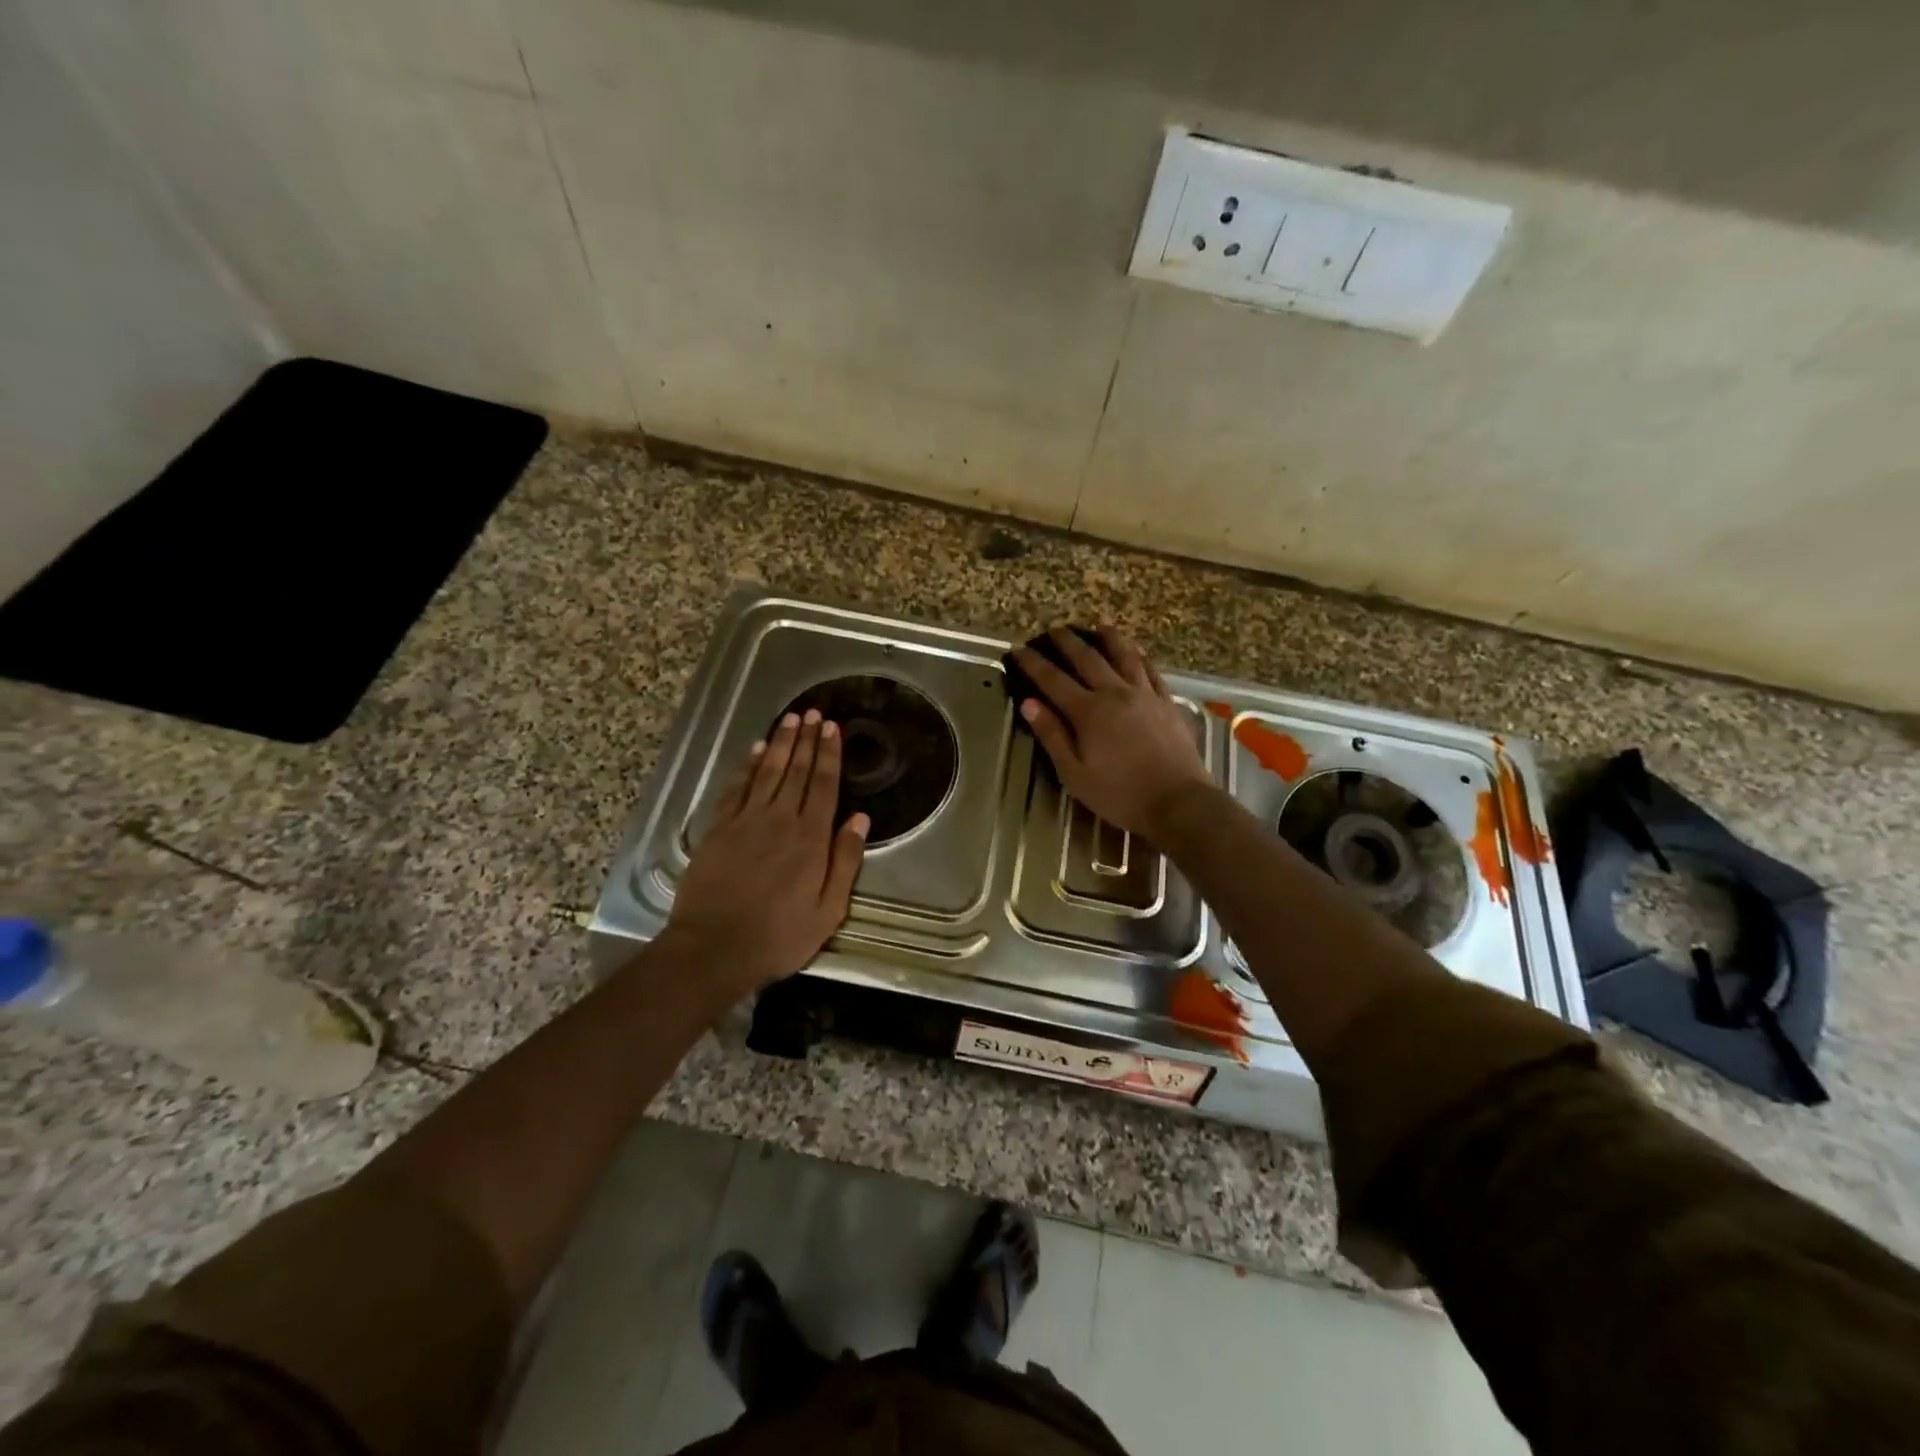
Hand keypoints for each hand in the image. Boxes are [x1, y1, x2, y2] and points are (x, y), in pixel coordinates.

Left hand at [666, 711, 867, 1000]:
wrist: (713, 948)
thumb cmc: (779, 936)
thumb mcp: (828, 910)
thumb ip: (846, 861)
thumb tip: (861, 819)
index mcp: (811, 839)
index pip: (824, 785)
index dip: (829, 755)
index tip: (833, 728)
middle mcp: (780, 821)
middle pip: (796, 771)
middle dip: (807, 740)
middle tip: (814, 712)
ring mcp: (746, 822)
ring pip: (767, 772)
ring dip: (780, 744)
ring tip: (790, 719)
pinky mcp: (718, 829)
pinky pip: (736, 789)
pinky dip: (746, 767)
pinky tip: (754, 751)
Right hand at [1011, 626, 1212, 838]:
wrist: (1178, 802)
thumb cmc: (1120, 794)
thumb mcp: (1075, 773)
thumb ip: (1052, 735)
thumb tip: (1029, 703)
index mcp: (1088, 712)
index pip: (1053, 680)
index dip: (1033, 664)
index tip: (1018, 650)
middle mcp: (1115, 693)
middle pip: (1088, 659)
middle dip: (1067, 642)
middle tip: (1054, 629)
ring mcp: (1145, 695)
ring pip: (1124, 656)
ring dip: (1109, 638)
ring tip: (1099, 625)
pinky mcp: (1167, 703)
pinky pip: (1152, 671)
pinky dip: (1140, 657)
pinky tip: (1137, 652)